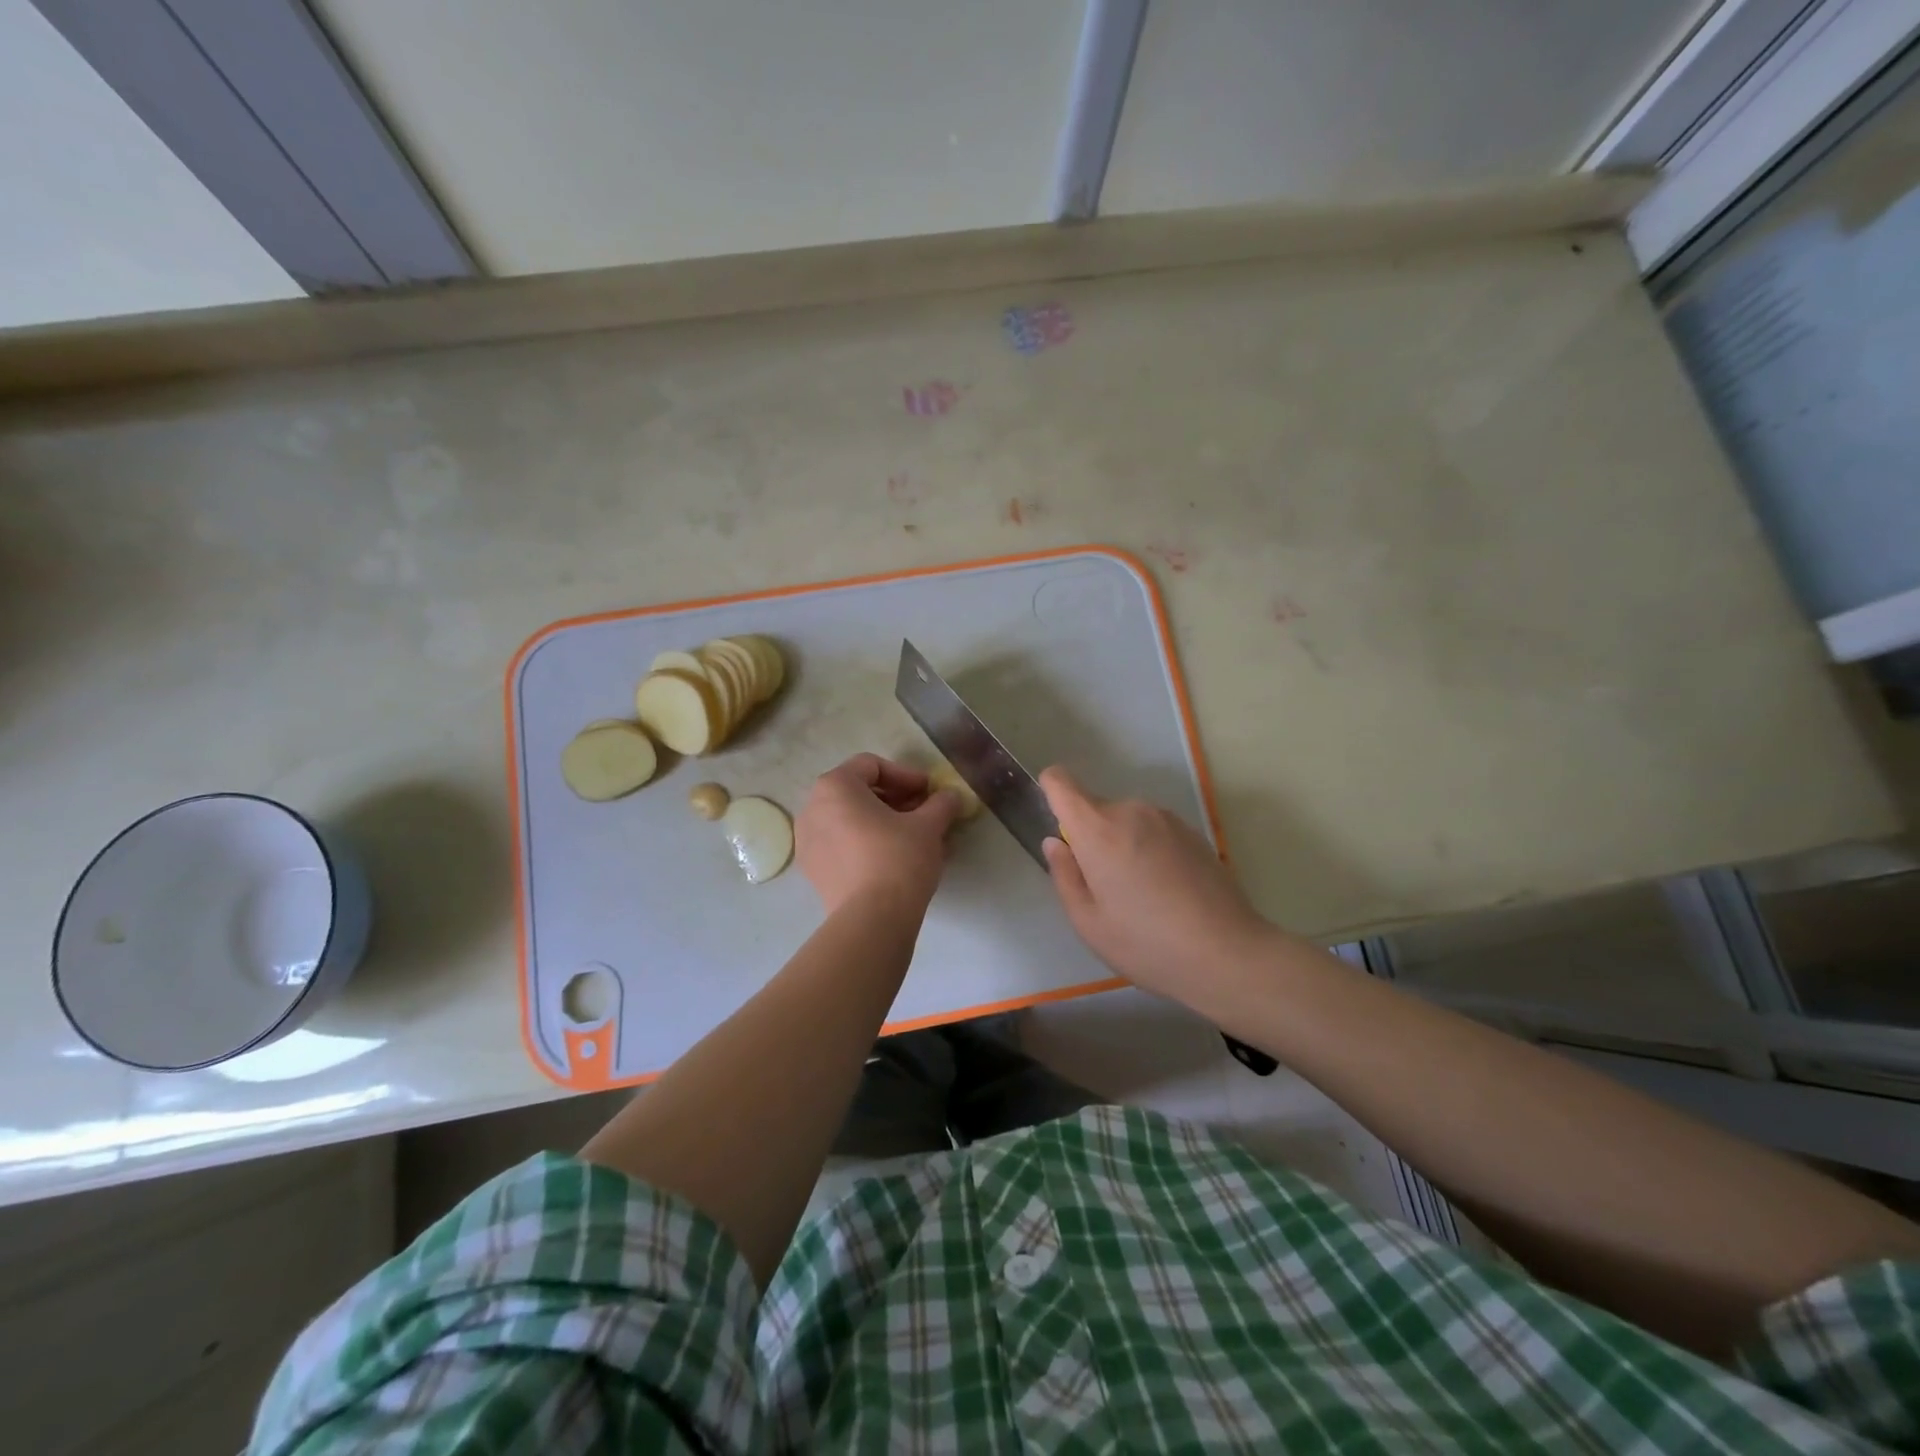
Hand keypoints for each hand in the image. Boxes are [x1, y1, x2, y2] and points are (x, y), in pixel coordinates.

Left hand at [796, 754, 960, 914]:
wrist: (871, 920)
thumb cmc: (898, 858)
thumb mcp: (928, 826)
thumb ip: (941, 804)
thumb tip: (951, 797)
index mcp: (835, 787)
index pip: (872, 766)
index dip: (906, 775)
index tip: (929, 792)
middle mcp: (813, 808)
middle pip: (859, 792)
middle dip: (895, 800)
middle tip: (925, 813)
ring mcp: (808, 841)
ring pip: (850, 820)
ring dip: (884, 822)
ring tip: (915, 838)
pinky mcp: (814, 871)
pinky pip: (843, 844)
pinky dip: (868, 844)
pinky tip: (897, 860)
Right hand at [1040, 766, 1274, 1004]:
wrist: (1228, 954)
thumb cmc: (1146, 944)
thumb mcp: (1088, 922)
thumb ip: (1064, 875)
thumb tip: (1056, 843)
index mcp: (1098, 828)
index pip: (1060, 781)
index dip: (1052, 795)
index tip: (1061, 833)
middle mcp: (1132, 811)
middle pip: (1095, 809)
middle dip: (1091, 839)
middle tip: (1106, 889)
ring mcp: (1167, 818)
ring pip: (1126, 822)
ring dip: (1123, 846)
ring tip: (1141, 896)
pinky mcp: (1194, 832)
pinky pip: (1154, 831)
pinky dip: (1150, 851)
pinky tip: (1169, 893)